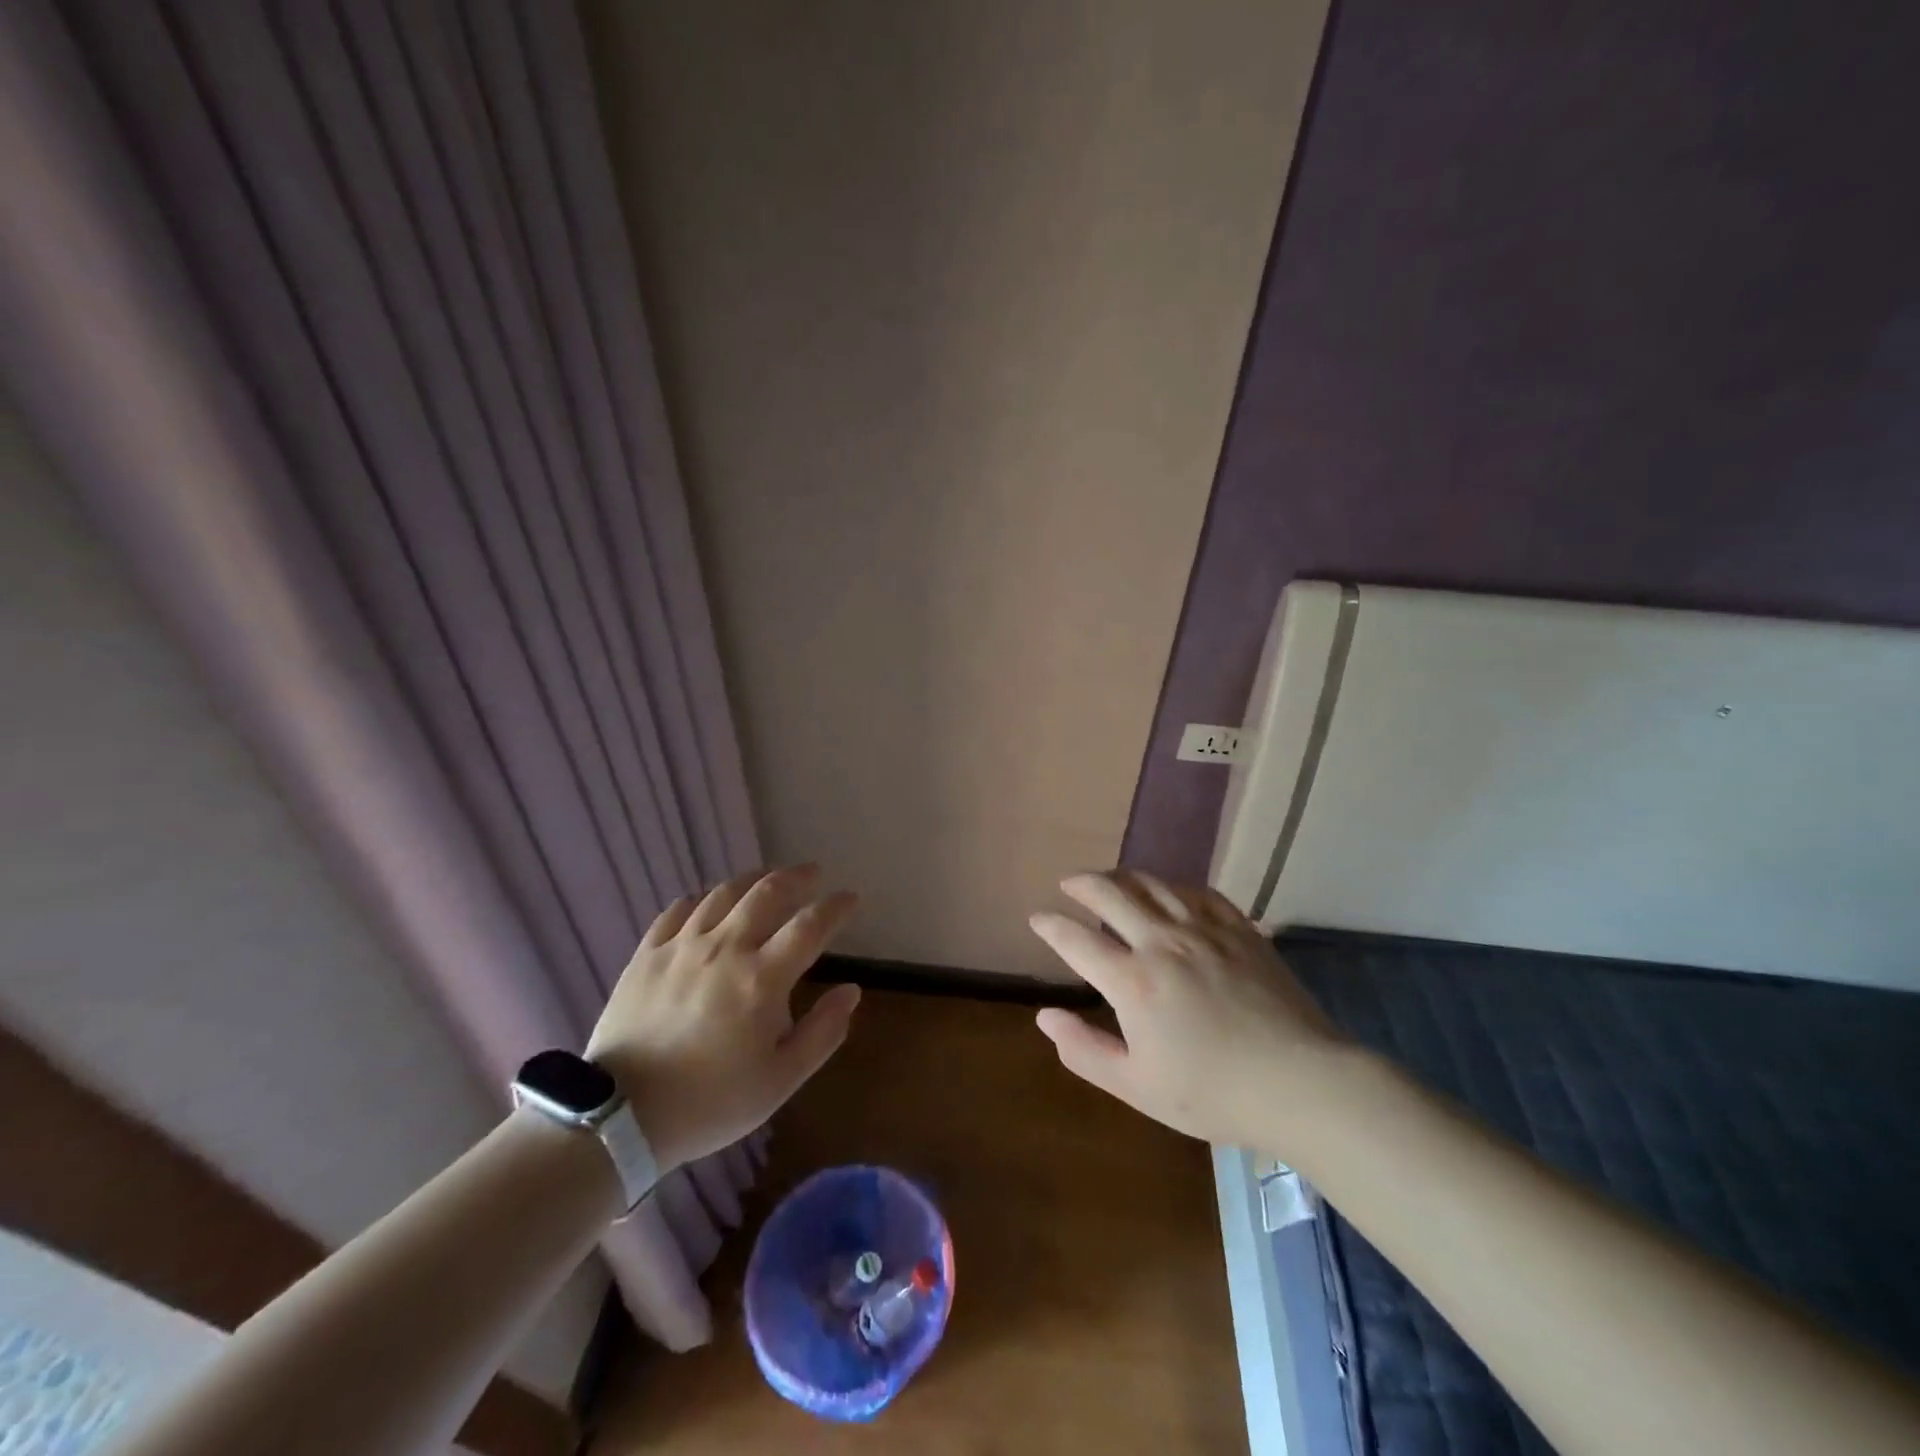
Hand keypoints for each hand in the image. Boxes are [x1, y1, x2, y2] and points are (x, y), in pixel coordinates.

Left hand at [585, 865, 860, 1170]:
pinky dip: (701, 900)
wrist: (620, 1118)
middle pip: (767, 893)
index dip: (836, 907)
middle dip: (797, 877)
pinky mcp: (647, 954)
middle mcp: (725, 948)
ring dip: (753, 879)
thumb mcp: (780, 1080)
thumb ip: (823, 1032)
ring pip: (723, 893)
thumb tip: (852, 990)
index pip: (810, 926)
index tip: (850, 898)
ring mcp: (682, 946)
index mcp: (762, 978)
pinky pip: (678, 910)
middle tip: (813, 874)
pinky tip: (708, 904)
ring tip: (768, 879)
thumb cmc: (710, 1102)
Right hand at [1028, 871, 1349, 1152]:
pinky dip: (1173, 887)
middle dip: (1081, 884)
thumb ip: (1085, 1050)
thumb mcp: (1137, 1086)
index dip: (1050, 925)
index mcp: (1133, 981)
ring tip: (1111, 880)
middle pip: (1110, 894)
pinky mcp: (1240, 928)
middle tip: (1068, 884)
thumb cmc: (1213, 1093)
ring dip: (1123, 877)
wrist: (1301, 1084)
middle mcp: (1162, 942)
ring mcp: (1204, 930)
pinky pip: (1198, 892)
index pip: (1076, 940)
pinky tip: (1170, 892)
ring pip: (1153, 884)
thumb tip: (1045, 1016)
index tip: (1037, 917)